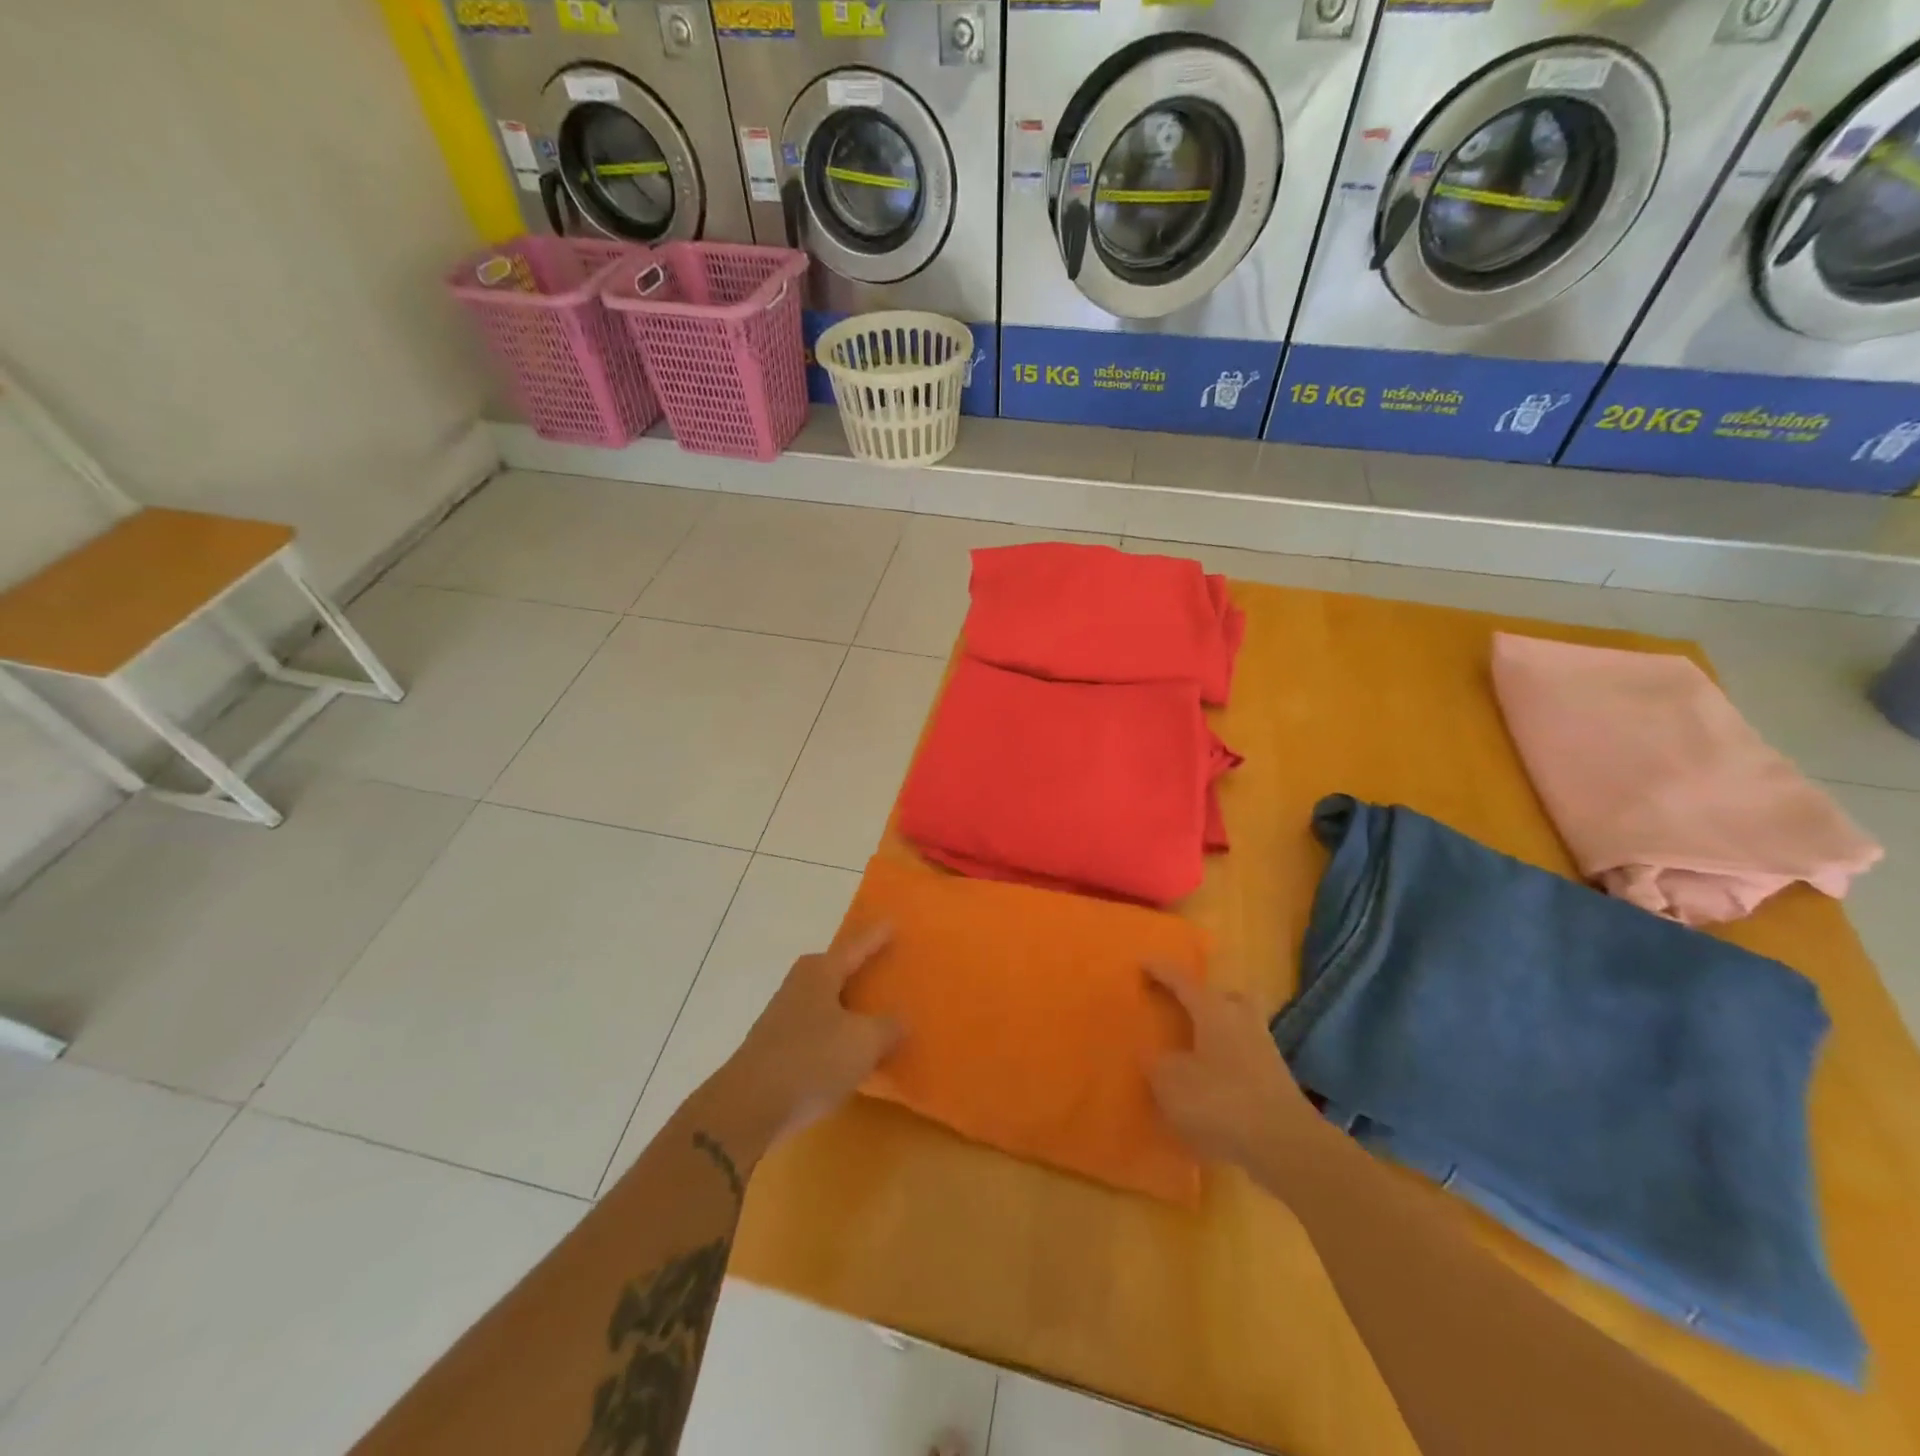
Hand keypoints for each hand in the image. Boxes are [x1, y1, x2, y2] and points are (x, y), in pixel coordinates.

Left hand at [707, 926, 902, 1156]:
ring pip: (825, 1000)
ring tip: (872, 1011)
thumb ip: (888, 1027)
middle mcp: (799, 986)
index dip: (875, 937)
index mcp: (820, 973)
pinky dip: (835, 1032)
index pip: (855, 947)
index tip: (892, 923)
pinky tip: (848, 1050)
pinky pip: (816, 1028)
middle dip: (857, 968)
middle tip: (882, 965)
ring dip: (846, 1004)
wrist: (748, 1107)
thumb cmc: (812, 1060)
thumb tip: (900, 1020)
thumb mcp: (864, 1043)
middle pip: (834, 970)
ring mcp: (783, 1017)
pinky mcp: (776, 1047)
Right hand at [1144, 962, 1317, 1168]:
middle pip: (1222, 996)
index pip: (1182, 980)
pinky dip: (1227, 1060)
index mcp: (1213, 1010)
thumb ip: (1156, 1064)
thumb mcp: (1170, 1083)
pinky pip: (1245, 1056)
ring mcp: (1264, 1048)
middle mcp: (1241, 1019)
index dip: (1160, 971)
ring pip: (1237, 1025)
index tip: (1142, 963)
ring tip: (1195, 1044)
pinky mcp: (1276, 1079)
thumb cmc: (1220, 1101)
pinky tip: (1212, 1080)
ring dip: (1218, 1029)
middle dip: (1202, 997)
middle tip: (1182, 1005)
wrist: (1285, 1145)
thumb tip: (1151, 1055)